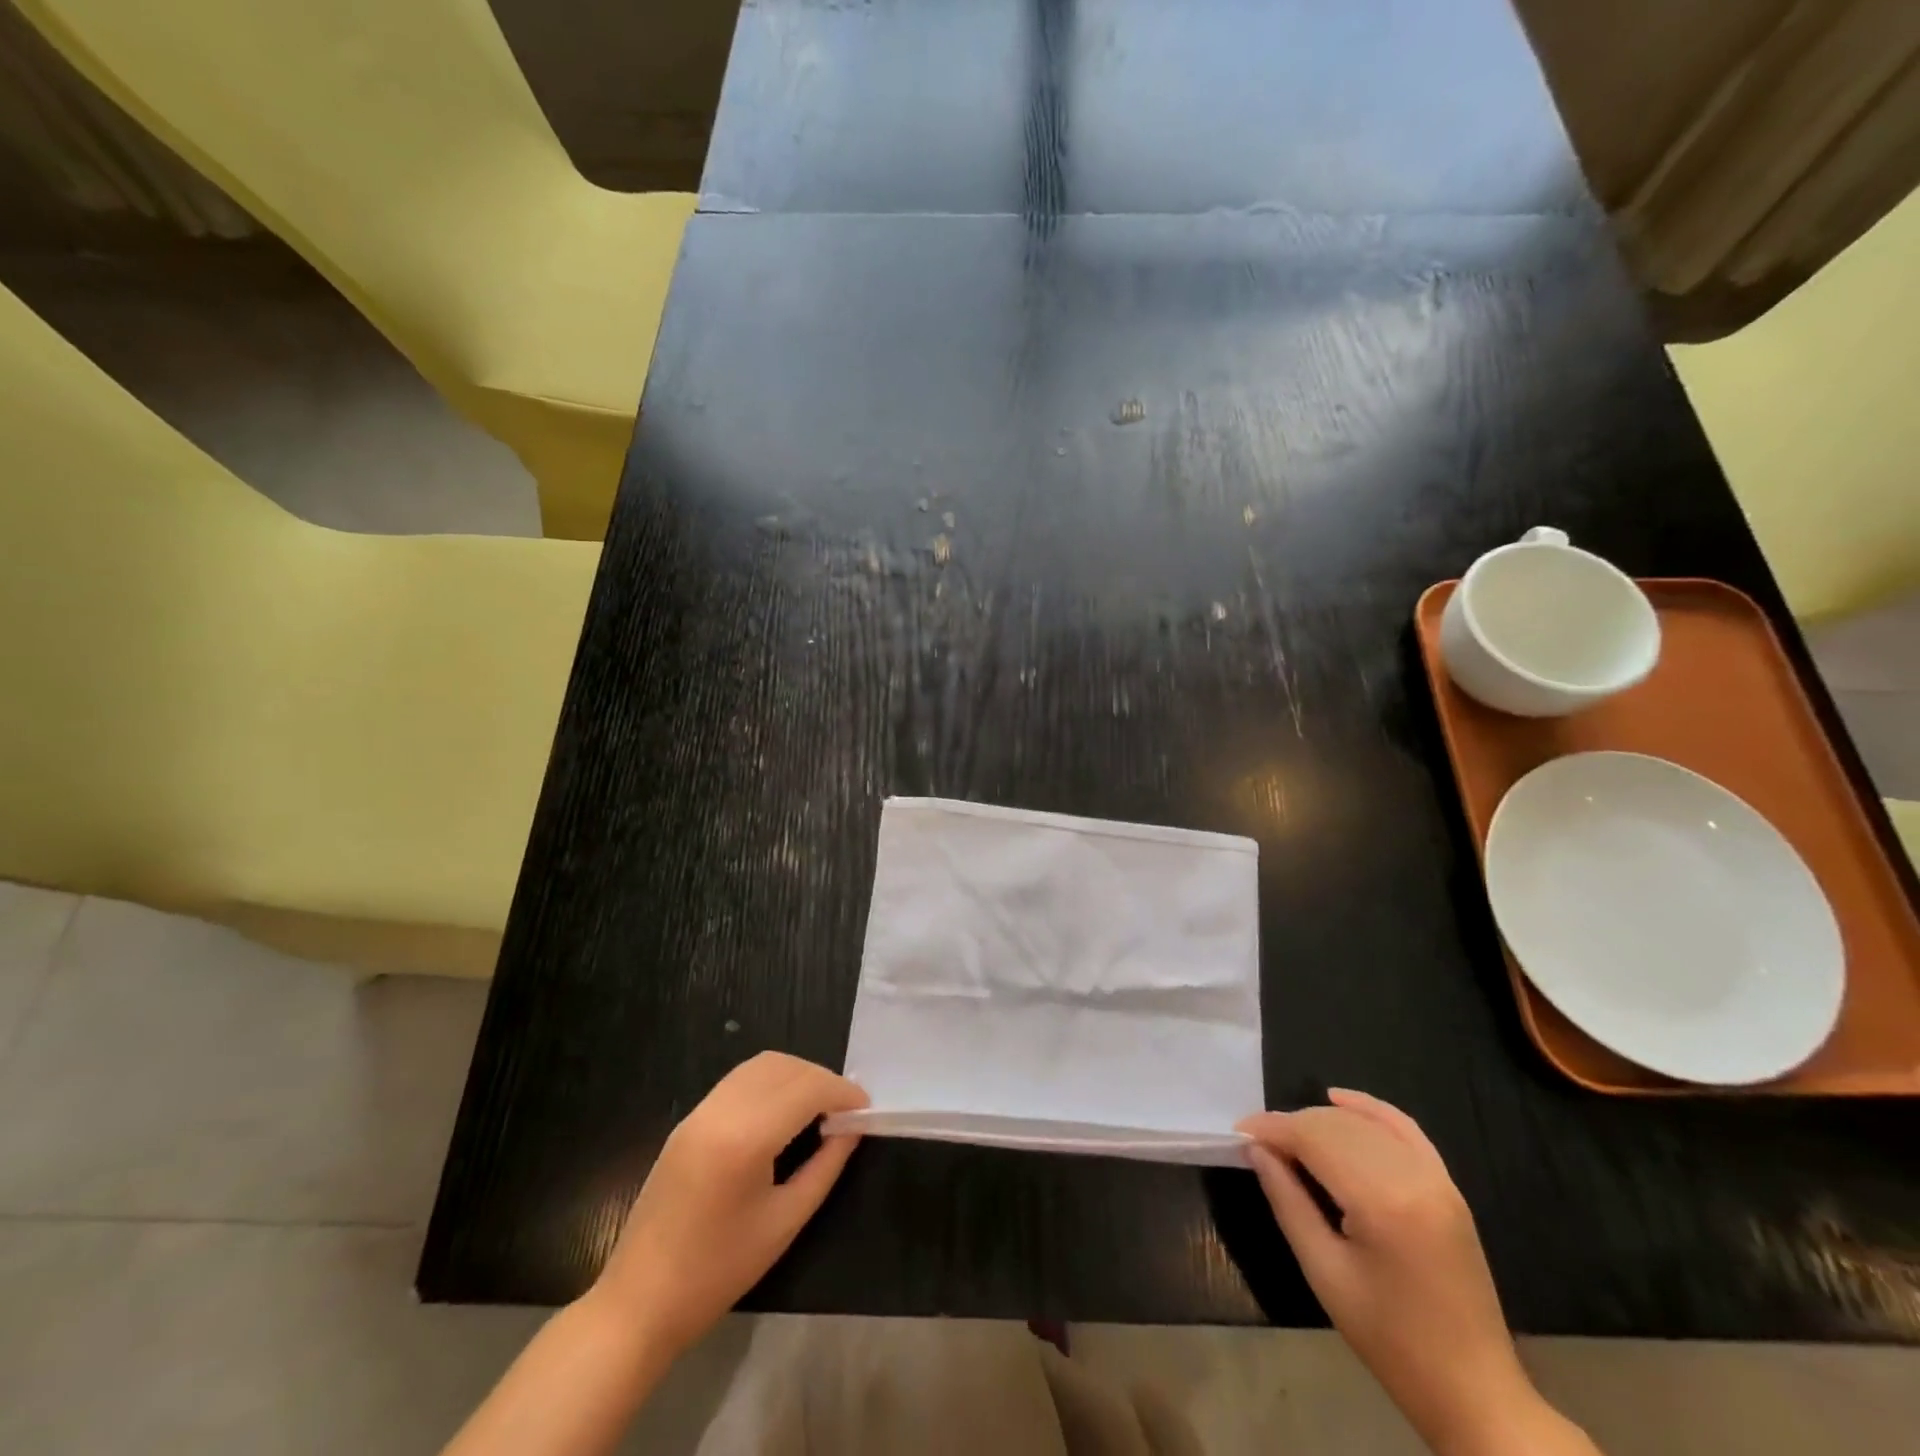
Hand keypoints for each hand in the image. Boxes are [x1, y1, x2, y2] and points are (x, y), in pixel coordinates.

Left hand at [595, 1052, 867, 1355]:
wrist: (639, 1302)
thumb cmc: (718, 1272)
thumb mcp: (785, 1223)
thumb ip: (825, 1167)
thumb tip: (851, 1129)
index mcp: (745, 1137)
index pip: (806, 1088)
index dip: (842, 1092)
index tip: (866, 1109)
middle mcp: (721, 1110)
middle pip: (785, 1067)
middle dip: (822, 1079)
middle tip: (846, 1110)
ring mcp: (700, 1111)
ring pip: (760, 1065)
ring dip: (796, 1075)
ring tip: (818, 1108)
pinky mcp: (688, 1120)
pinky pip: (739, 1080)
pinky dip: (770, 1082)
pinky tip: (783, 1113)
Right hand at [1237, 1090, 1539, 1454]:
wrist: (1473, 1391)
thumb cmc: (1390, 1339)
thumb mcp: (1324, 1272)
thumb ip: (1287, 1201)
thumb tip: (1256, 1150)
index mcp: (1382, 1201)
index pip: (1314, 1139)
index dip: (1272, 1129)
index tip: (1239, 1132)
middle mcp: (1413, 1176)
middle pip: (1337, 1125)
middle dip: (1292, 1125)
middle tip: (1258, 1142)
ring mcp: (1436, 1178)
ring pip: (1365, 1124)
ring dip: (1322, 1121)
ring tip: (1289, 1138)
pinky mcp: (1448, 1187)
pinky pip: (1404, 1129)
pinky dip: (1370, 1109)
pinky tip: (1338, 1099)